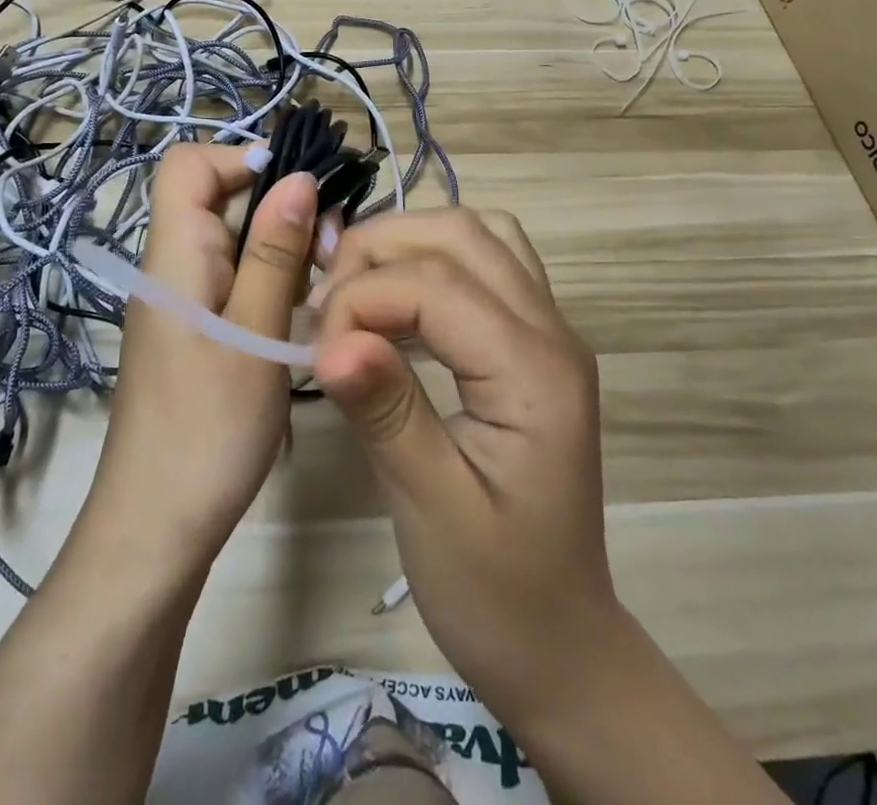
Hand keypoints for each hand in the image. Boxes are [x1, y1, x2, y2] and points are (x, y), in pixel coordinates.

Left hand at [89, 142, 317, 568]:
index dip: (239, 157)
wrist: (156, 529)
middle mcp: (171, 266)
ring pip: (231, 238)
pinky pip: (232, 276)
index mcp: (174, 255)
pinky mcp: (194, 329)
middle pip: (215, 196)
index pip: (187, 164)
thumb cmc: (208, 430)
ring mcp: (181, 300)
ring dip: (281, 244)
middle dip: (277, 204)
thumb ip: (275, 252)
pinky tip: (305, 308)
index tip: (297, 192)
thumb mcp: (255, 334)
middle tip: (331, 247)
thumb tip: (298, 177)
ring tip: (328, 278)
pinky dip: (270, 276)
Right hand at [312, 208, 622, 727]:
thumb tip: (331, 339)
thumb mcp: (432, 509)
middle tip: (327, 299)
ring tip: (356, 287)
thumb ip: (387, 412)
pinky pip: (490, 261)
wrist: (562, 642)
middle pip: (462, 233)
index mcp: (534, 372)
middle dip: (382, 248)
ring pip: (480, 234)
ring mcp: (551, 330)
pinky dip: (436, 258)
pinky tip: (398, 300)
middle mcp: (553, 331)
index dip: (362, 298)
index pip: (436, 285)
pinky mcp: (536, 341)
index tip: (314, 347)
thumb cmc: (497, 592)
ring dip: (410, 241)